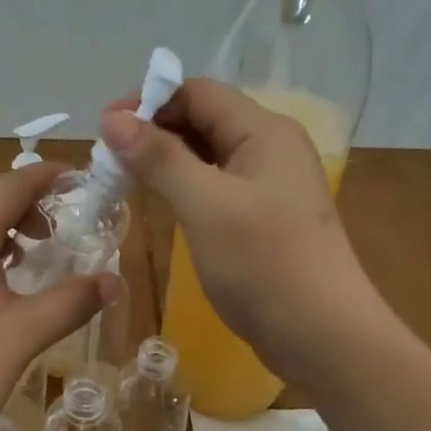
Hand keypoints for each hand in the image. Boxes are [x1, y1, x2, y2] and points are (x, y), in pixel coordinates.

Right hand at [101, 79, 383, 382]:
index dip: (149, 102)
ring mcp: (269, 184)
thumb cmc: (264, 264)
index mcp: (263, 131)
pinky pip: (216, 185)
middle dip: (153, 132)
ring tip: (123, 180)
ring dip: (165, 160)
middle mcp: (269, 147)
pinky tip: (159, 203)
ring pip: (207, 154)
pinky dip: (183, 186)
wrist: (324, 337)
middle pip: (203, 119)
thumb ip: (159, 158)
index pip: (198, 92)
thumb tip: (113, 118)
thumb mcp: (204, 205)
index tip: (106, 130)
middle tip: (108, 160)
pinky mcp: (264, 216)